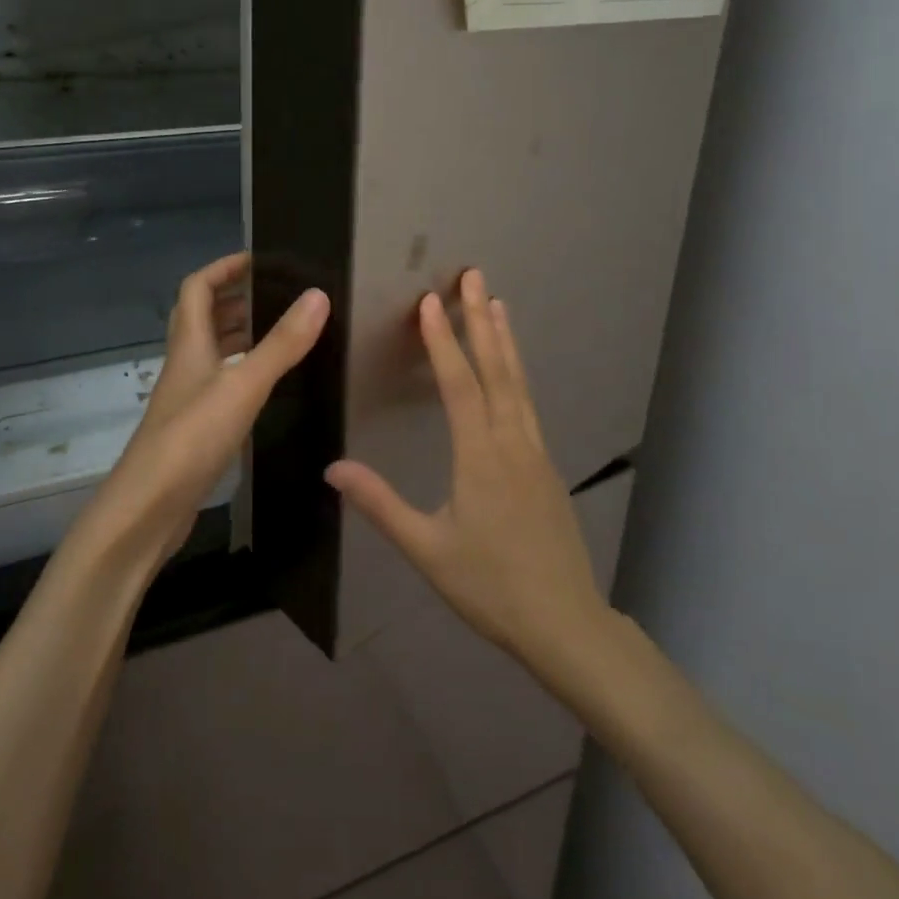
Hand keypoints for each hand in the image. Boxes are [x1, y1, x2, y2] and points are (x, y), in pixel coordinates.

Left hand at [88, 252, 329, 570]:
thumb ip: (281, 344)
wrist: (147, 511)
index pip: (197, 288)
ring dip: (241, 335)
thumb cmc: (190, 439)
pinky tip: (269, 387)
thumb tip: (317, 295)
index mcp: (189, 345)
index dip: (223, 268)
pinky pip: (221, 385)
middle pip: (203, 318)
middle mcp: (185, 365)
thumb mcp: (242, 386)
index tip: (260, 259)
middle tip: (280, 295)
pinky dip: (243, 374)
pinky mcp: (195, 429)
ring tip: (282, 332)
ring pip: (213, 353)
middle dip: (237, 299)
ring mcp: (188, 399)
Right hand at [326, 269, 605, 666]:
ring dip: (505, 341)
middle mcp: (512, 443)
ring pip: (518, 384)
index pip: (459, 384)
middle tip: (475, 276)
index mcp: (481, 457)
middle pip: (497, 370)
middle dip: (483, 320)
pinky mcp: (546, 468)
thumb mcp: (427, 549)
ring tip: (498, 304)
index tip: (431, 300)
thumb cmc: (490, 586)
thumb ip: (381, 505)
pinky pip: (527, 405)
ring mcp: (535, 453)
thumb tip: (333, 469)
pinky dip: (516, 374)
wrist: (565, 623)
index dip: (443, 340)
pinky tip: (511, 372)